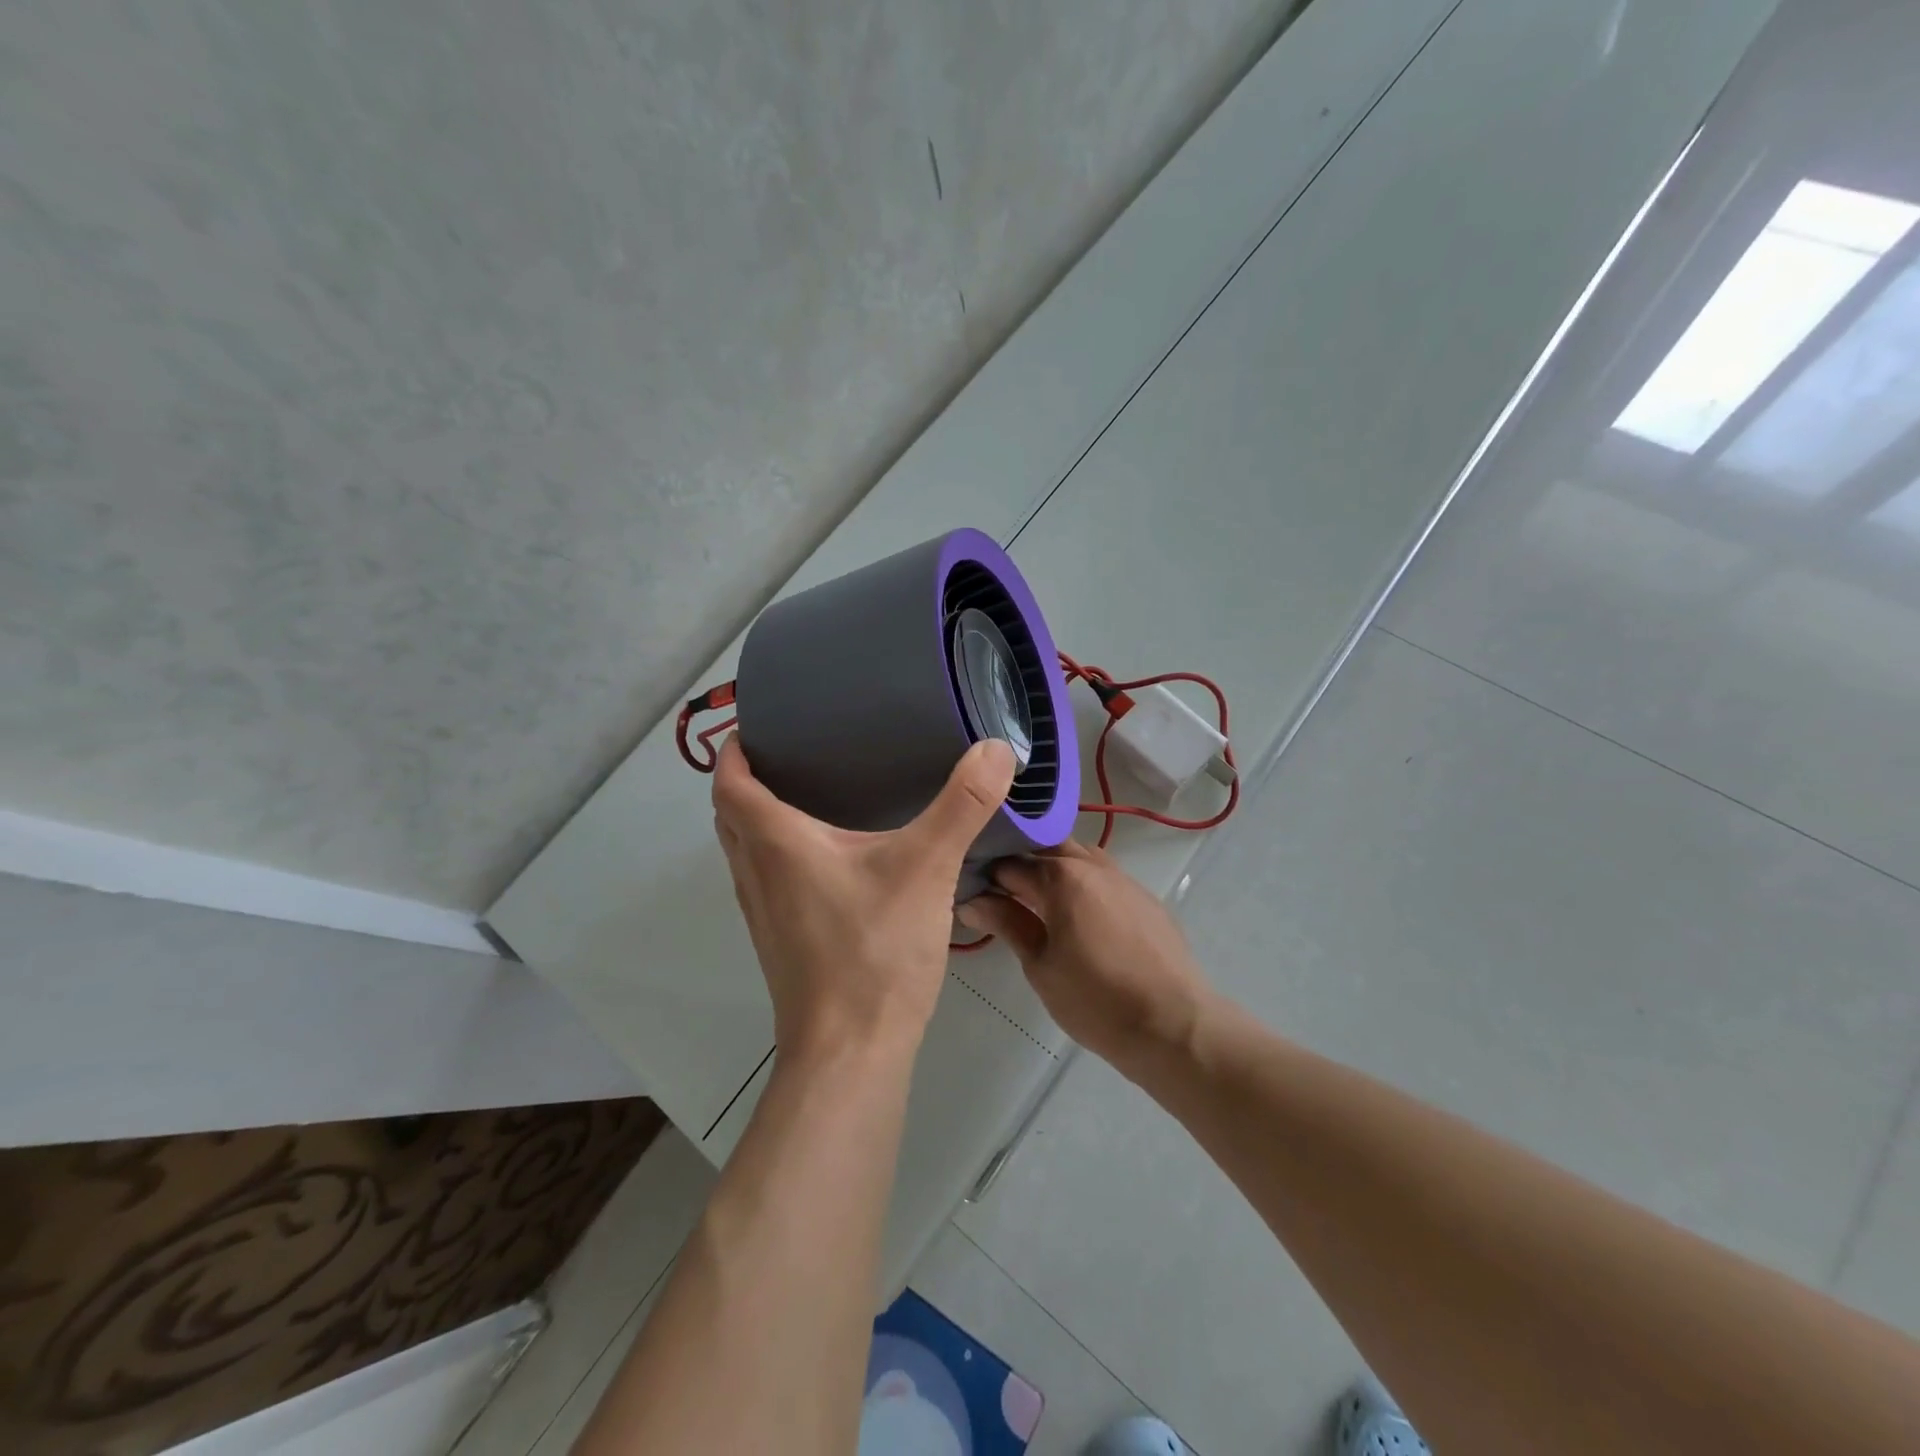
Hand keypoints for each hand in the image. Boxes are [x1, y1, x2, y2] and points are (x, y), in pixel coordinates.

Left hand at [712, 734, 1018, 1061]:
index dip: (734, 749)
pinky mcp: (781, 941)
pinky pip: (767, 880)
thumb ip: (963, 804)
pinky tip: (832, 860)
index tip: (759, 724)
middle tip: (792, 752)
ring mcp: (763, 913)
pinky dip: (780, 855)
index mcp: (775, 843)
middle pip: (731, 814)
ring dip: (761, 819)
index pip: (730, 782)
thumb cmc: (874, 950)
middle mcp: (756, 873)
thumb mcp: (927, 867)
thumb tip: (996, 746)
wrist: (850, 1053)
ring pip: (746, 851)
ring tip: (811, 795)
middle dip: (748, 779)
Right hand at [955, 841, 1211, 1074]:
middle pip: (1046, 845)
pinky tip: (1076, 914)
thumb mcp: (1040, 966)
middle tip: (999, 891)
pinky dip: (1081, 882)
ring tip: (1034, 900)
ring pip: (1077, 855)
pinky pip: (1103, 875)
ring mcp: (1123, 878)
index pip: (1009, 862)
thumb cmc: (1097, 1000)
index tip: (968, 887)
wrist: (1174, 1025)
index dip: (985, 873)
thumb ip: (1008, 923)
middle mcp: (1092, 865)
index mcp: (1062, 877)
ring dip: (1052, 867)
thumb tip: (972, 900)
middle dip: (1019, 860)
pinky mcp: (1144, 897)